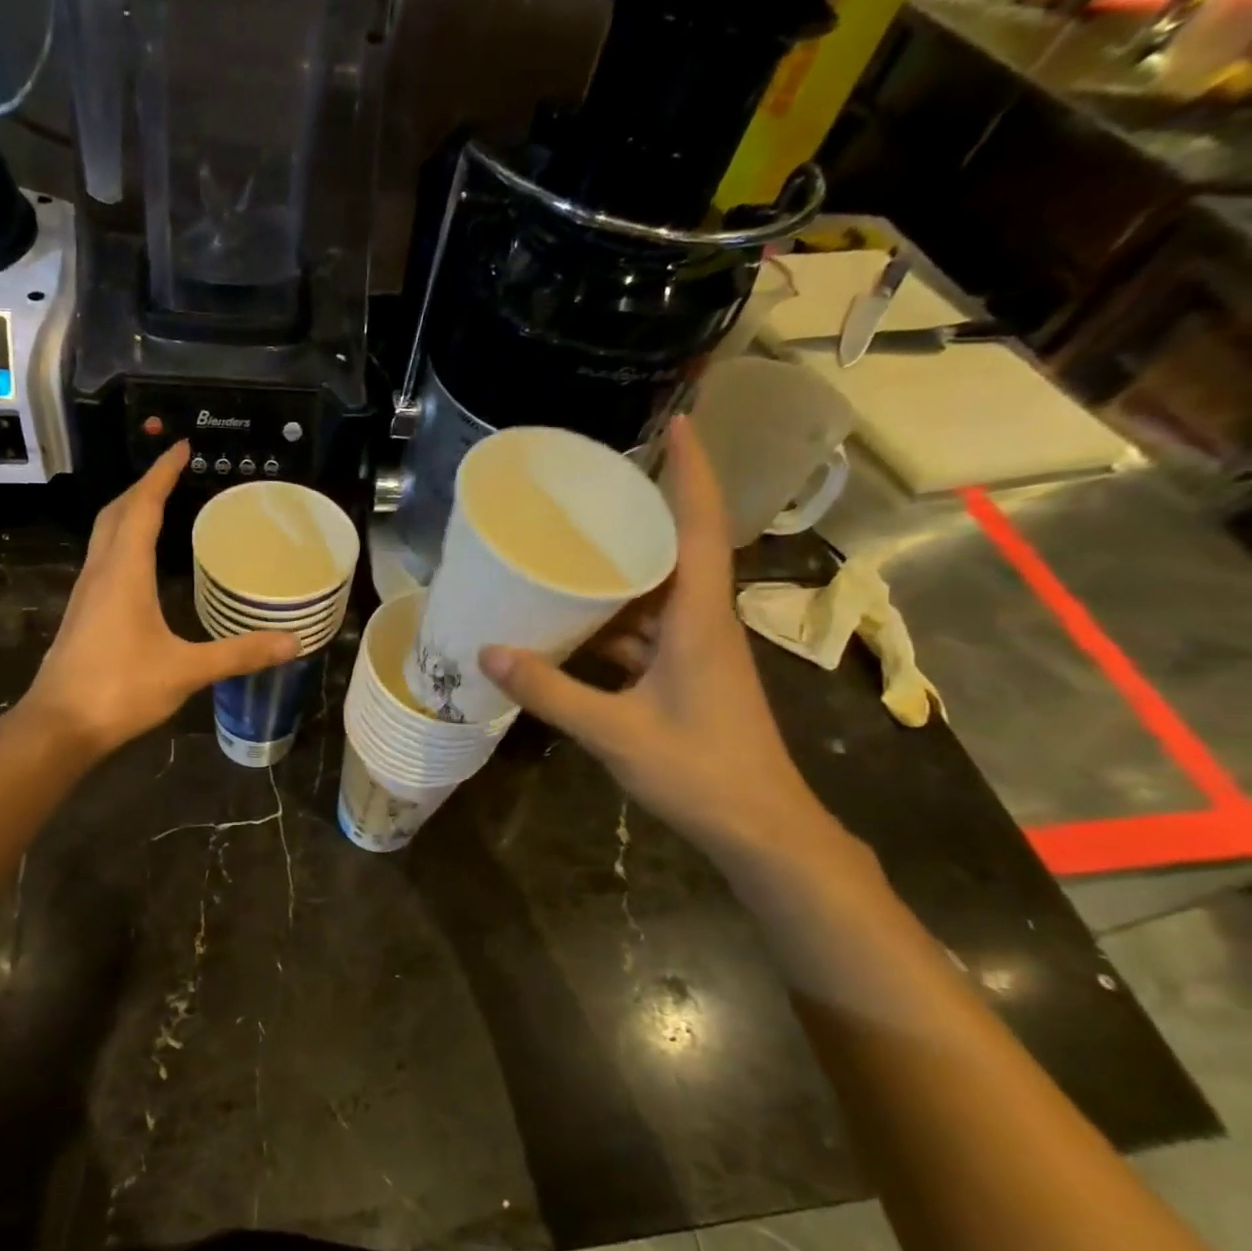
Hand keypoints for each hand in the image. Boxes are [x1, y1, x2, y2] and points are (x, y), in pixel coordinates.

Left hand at [23, 442, 297, 755]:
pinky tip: (140, 566)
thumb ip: (239, 653)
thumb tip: (292, 642)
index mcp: (124, 571)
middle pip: (117, 513)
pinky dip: (123, 545)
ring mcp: (86, 594)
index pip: (143, 507)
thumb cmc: (120, 688)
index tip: (180, 447)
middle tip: (173, 475)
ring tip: (159, 509)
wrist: (59, 725)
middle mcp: (100, 572)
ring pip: (104, 537)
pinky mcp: (83, 615)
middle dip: (143, 488)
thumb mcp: (186, 670)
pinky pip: (103, 561)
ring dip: (129, 514)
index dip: (162, 474)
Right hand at [478, 417, 828, 858]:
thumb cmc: (700, 771)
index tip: (678, 420)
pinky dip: (613, 624)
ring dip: (619, 574)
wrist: (762, 830)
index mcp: (699, 618)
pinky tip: (572, 627)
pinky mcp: (687, 677)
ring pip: (656, 595)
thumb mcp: (615, 731)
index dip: (693, 469)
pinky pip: (647, 632)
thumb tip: (489, 652)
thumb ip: (550, 691)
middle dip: (640, 513)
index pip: (700, 525)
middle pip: (675, 550)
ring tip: (567, 551)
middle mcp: (702, 622)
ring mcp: (697, 651)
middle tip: (589, 488)